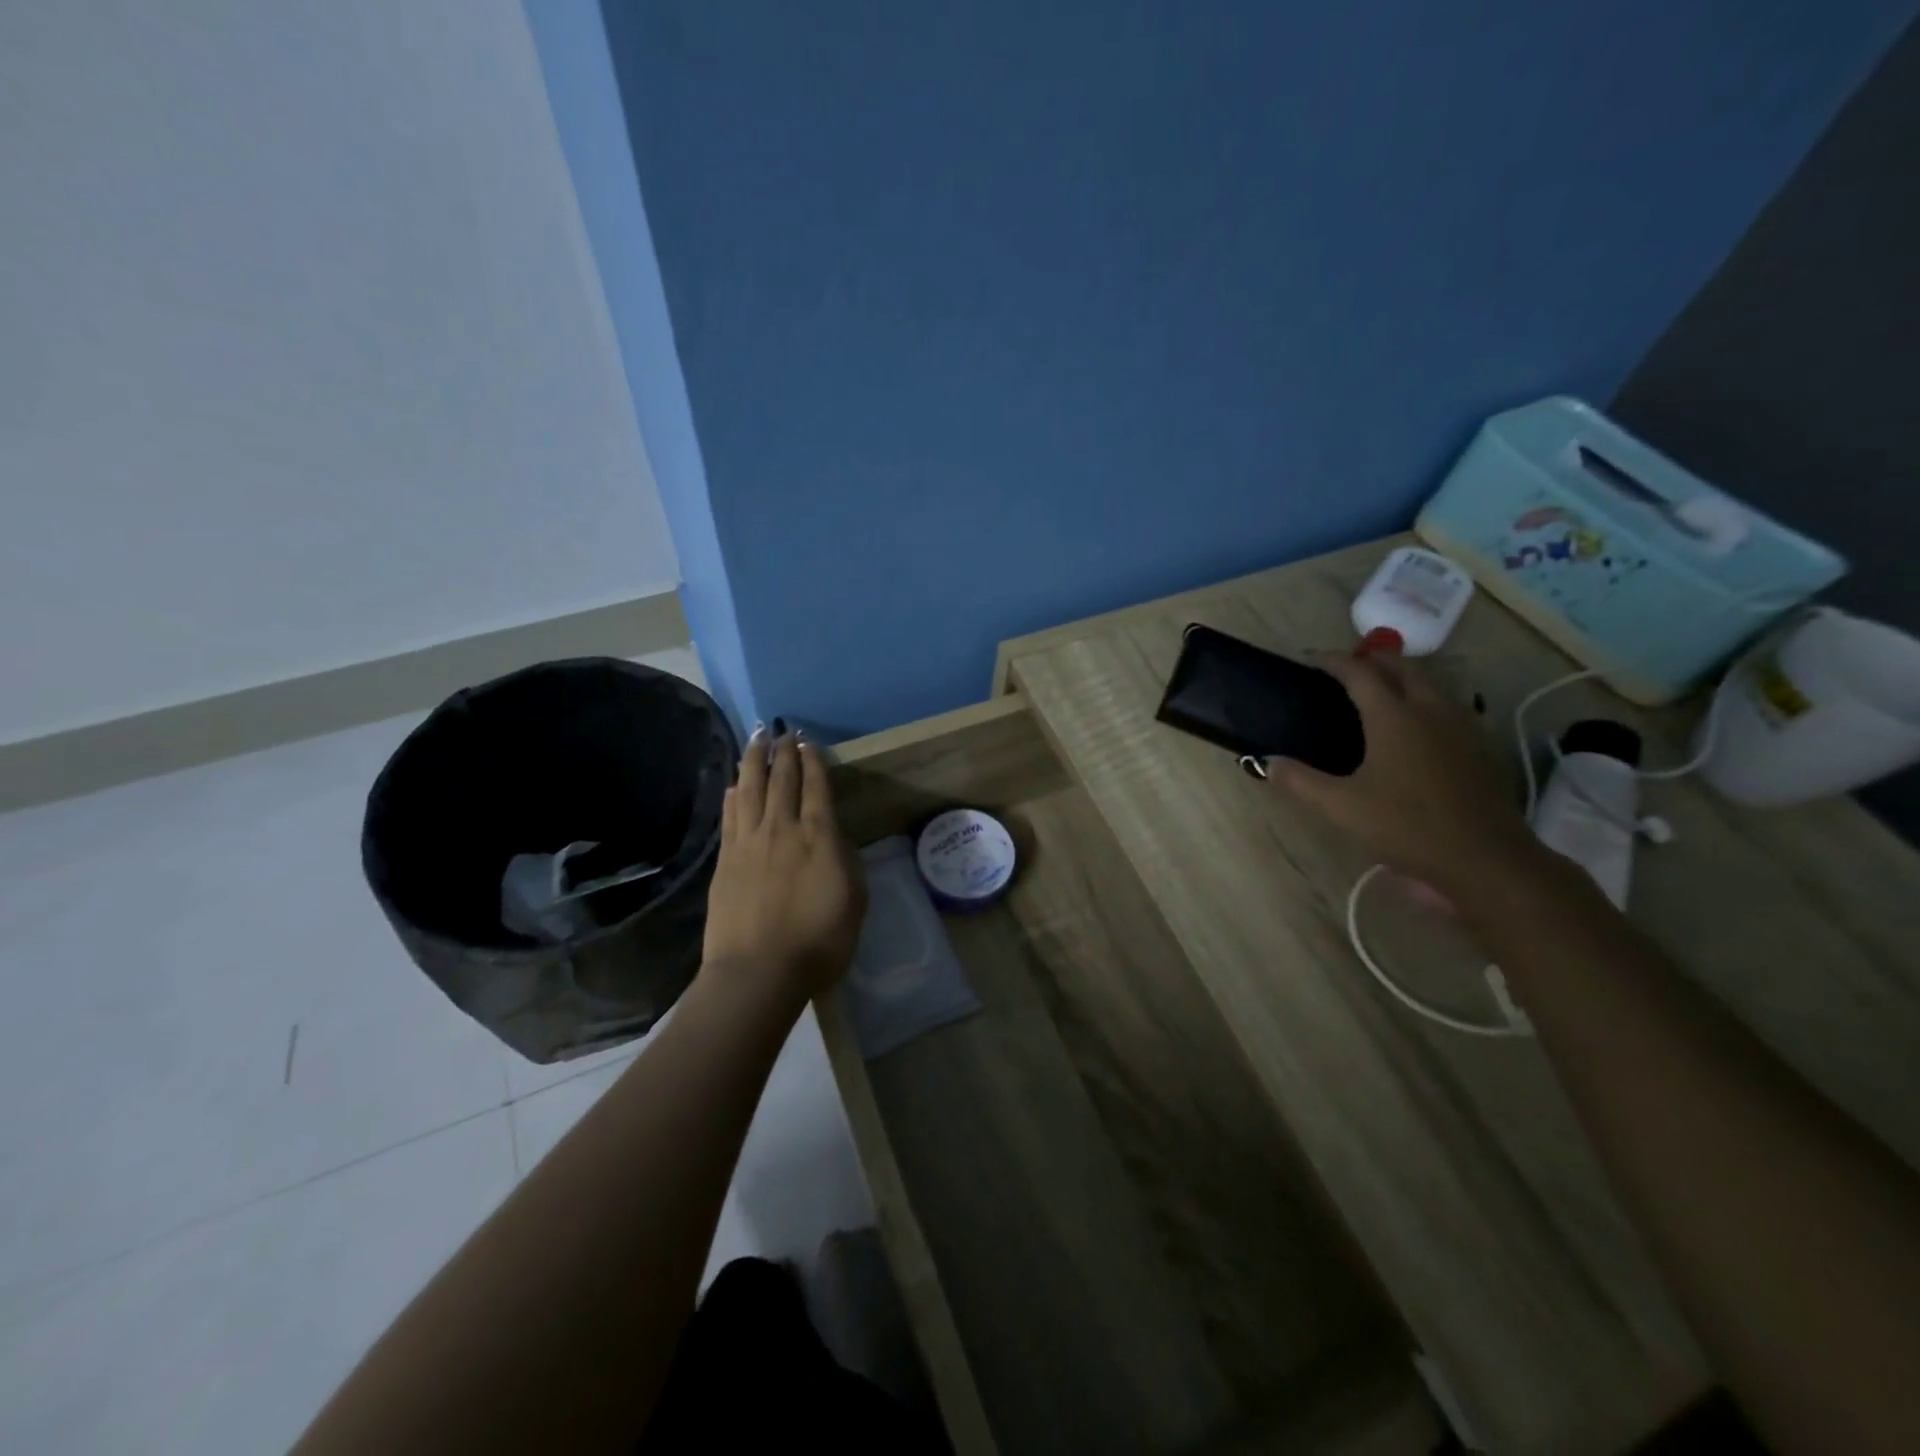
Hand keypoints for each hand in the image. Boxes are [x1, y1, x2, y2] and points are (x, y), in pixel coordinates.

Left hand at [701, 727, 867, 1006]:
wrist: (759, 971)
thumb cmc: (819, 941)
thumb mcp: (854, 900)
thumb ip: (845, 860)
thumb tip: (833, 836)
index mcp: (819, 836)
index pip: (816, 787)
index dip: (813, 762)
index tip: (809, 743)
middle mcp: (783, 828)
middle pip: (782, 780)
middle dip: (784, 752)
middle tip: (783, 731)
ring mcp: (749, 841)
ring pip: (751, 788)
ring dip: (755, 761)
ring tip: (756, 740)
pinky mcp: (726, 859)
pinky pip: (731, 815)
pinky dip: (734, 794)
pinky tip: (735, 784)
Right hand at [1267, 653, 1536, 895]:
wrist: (1486, 858)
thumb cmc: (1408, 826)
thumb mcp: (1341, 807)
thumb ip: (1300, 781)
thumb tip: (1268, 763)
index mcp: (1394, 716)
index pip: (1359, 671)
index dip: (1332, 661)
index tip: (1310, 661)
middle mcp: (1430, 709)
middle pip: (1400, 666)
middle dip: (1370, 661)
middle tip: (1344, 673)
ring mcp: (1461, 724)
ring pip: (1429, 682)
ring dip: (1400, 677)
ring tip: (1376, 694)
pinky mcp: (1480, 744)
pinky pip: (1447, 704)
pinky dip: (1422, 699)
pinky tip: (1413, 727)